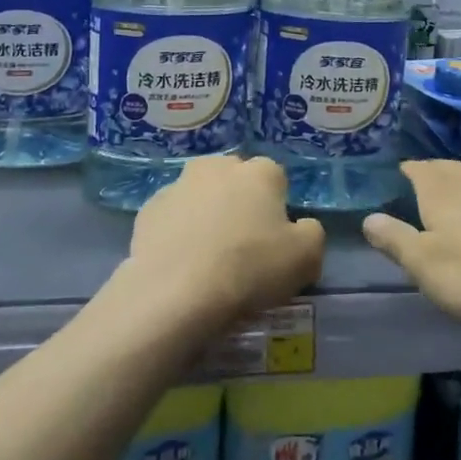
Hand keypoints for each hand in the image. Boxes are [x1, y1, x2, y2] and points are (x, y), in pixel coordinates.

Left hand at [127, 156, 324, 326]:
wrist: (176, 293)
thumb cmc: (250, 269)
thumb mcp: (306, 257)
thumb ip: (312, 233)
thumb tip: (301, 228)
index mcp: (260, 171)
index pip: (276, 180)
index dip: (277, 209)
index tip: (274, 240)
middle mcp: (218, 166)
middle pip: (236, 180)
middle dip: (240, 202)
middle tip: (242, 245)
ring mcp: (179, 184)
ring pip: (202, 195)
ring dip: (207, 214)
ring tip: (207, 257)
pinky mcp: (149, 209)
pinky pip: (173, 217)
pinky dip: (178, 232)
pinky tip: (181, 262)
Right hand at [365, 160, 460, 329]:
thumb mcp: (423, 264)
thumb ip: (395, 239)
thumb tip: (369, 218)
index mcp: (441, 191)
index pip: (418, 169)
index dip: (407, 171)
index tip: (399, 175)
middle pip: (450, 170)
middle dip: (435, 175)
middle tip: (425, 184)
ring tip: (459, 201)